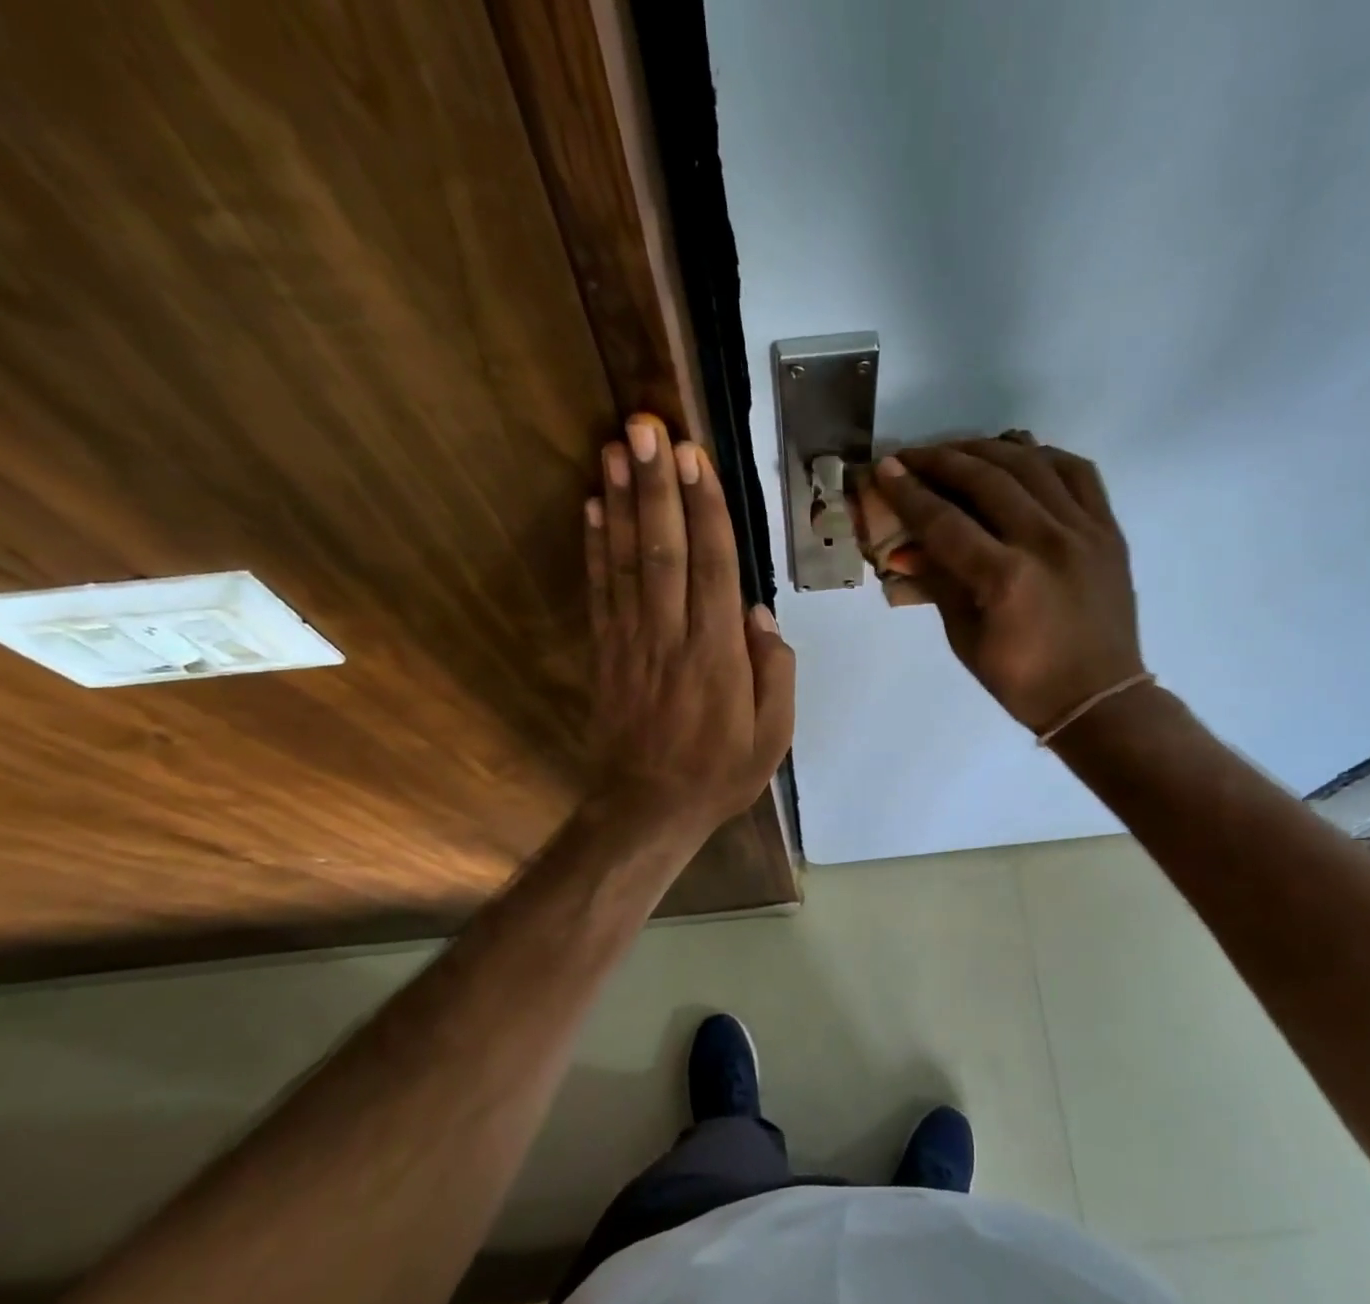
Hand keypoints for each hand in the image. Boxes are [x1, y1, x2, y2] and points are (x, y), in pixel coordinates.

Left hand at [584, 414, 795, 837]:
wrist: (647, 810)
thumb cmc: (719, 774)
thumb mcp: (774, 737)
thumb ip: (776, 672)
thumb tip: (759, 613)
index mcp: (718, 656)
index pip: (713, 567)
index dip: (705, 508)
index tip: (695, 456)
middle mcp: (671, 637)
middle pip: (664, 549)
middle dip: (657, 485)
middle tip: (647, 426)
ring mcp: (632, 642)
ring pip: (628, 561)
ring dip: (623, 501)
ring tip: (617, 447)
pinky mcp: (605, 653)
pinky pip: (599, 592)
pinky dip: (595, 547)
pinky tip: (594, 506)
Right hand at [876, 440, 1143, 733]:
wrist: (1098, 697)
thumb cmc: (1023, 681)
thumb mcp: (966, 640)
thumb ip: (939, 584)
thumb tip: (905, 549)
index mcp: (1005, 579)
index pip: (945, 522)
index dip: (910, 493)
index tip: (885, 469)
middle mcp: (1046, 542)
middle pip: (987, 480)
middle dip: (941, 461)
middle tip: (911, 456)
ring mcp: (1084, 530)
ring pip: (1031, 464)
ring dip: (986, 450)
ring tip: (957, 451)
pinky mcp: (1108, 529)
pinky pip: (1077, 472)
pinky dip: (1043, 456)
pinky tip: (1018, 456)